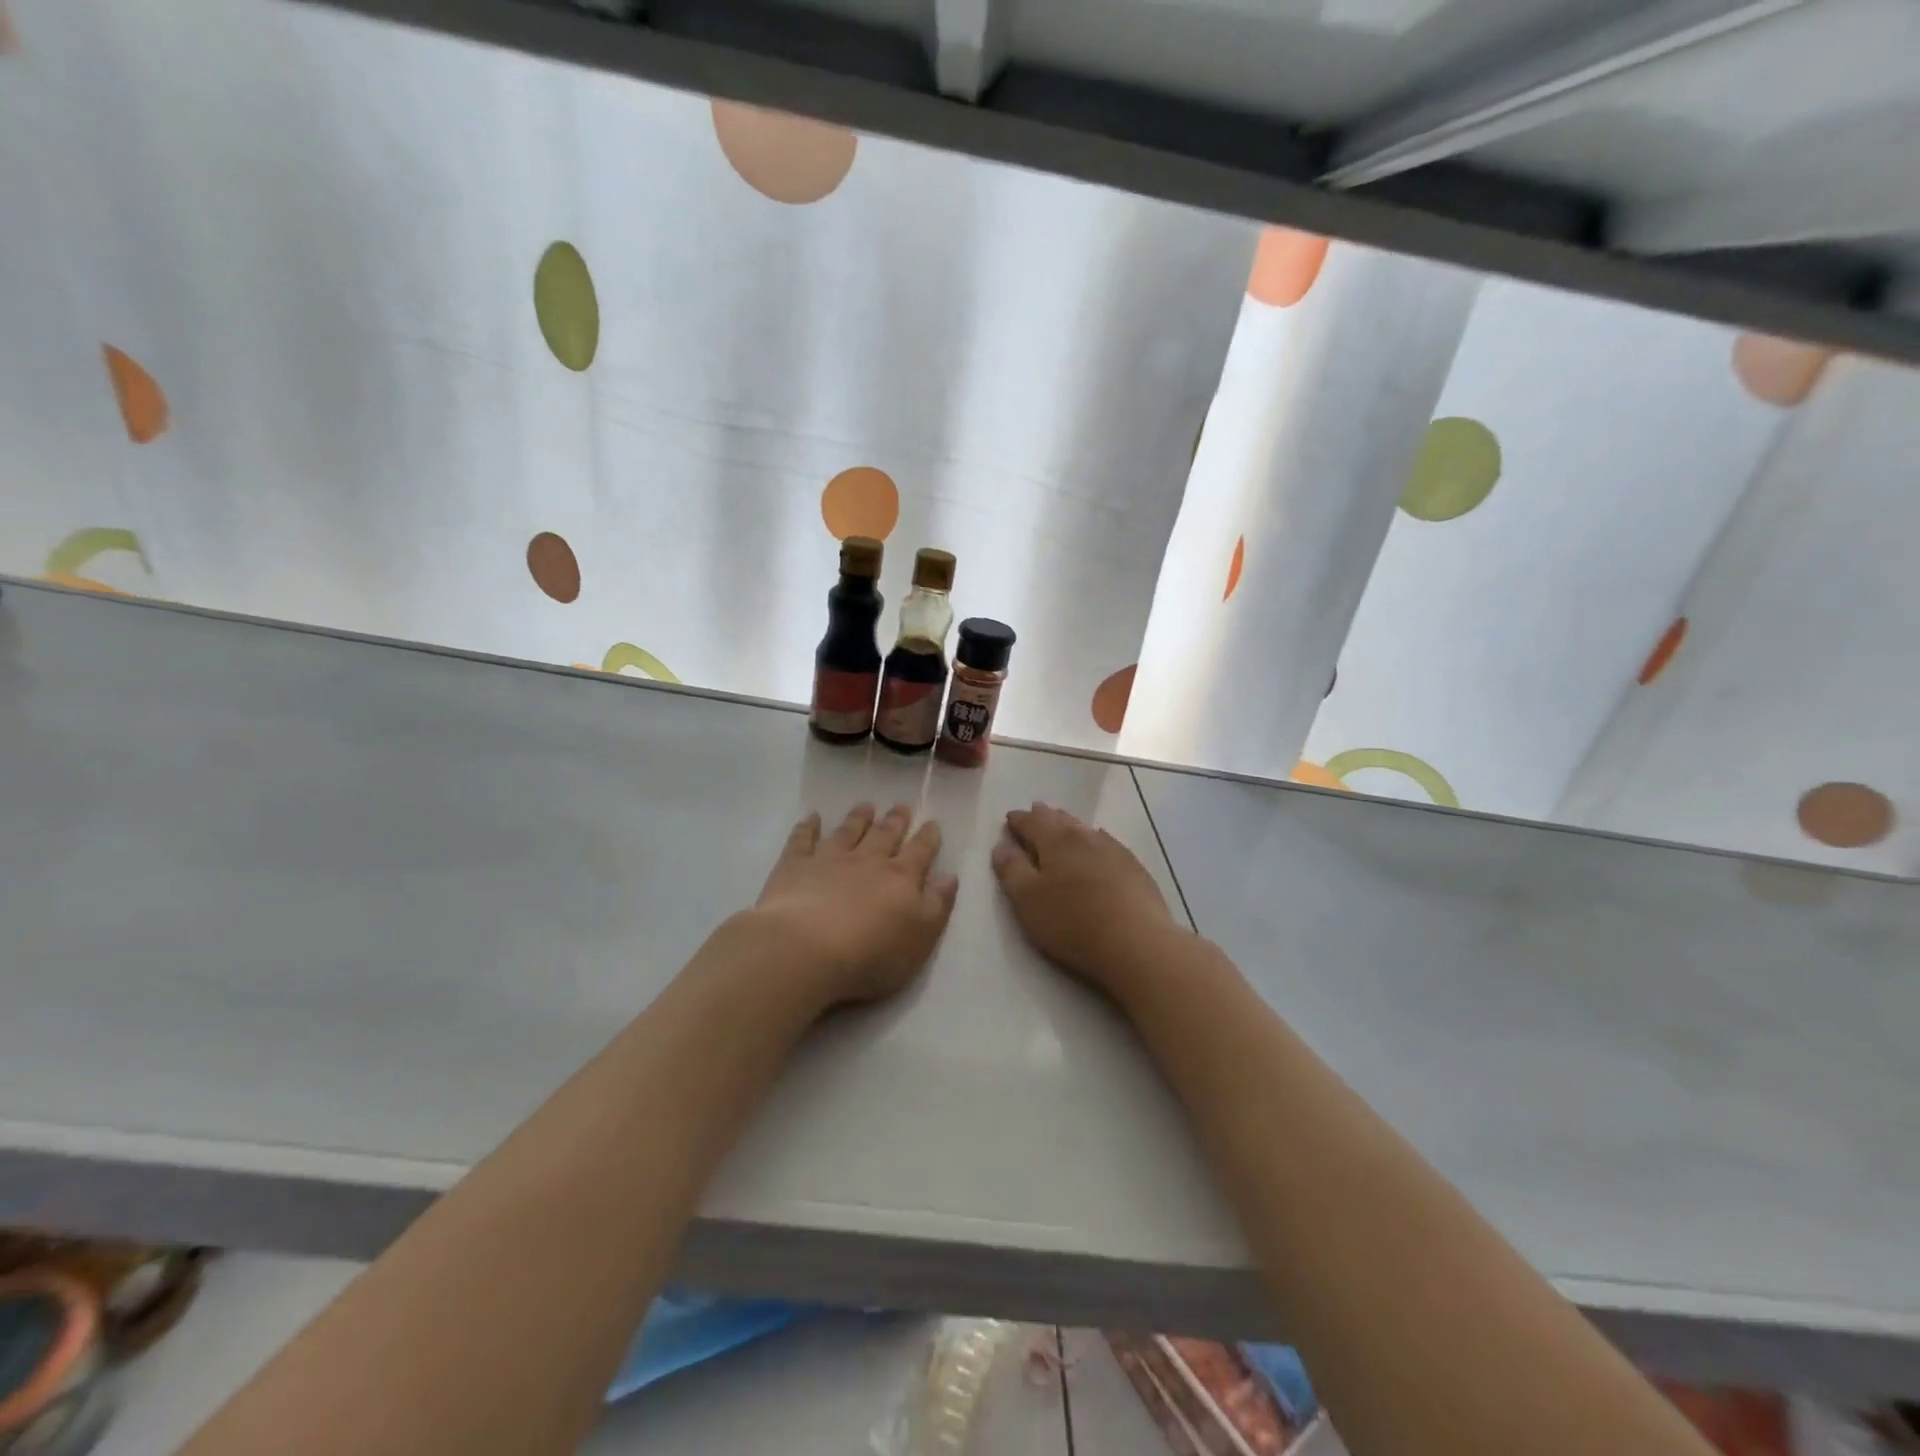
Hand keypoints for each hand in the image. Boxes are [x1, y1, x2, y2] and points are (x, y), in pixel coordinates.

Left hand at [747, 803, 958, 1010]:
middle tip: (901, 806)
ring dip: (858, 818)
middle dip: (895, 821)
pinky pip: (802, 840)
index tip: (932, 824)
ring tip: (866, 807)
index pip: (920, 852)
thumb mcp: (921, 937)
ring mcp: (829, 859)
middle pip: (885, 835)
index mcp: (901, 878)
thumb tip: (949, 876)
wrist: (806, 949)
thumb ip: (937, 905)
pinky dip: (807, 827)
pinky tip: (812, 817)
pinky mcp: (795, 866)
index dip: (928, 838)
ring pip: (848, 831)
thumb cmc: (871, 953)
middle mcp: (867, 861)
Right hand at [991, 803, 1187, 1000]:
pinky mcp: (1134, 868)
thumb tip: (1001, 846)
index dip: (1018, 820)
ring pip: (1085, 829)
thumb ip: (1011, 870)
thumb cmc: (1072, 922)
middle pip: (1060, 820)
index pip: (1032, 822)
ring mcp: (1114, 850)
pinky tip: (1098, 845)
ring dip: (1070, 825)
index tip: (1009, 818)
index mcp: (1056, 840)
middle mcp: (1085, 837)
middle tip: (1035, 812)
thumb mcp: (1027, 900)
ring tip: (1062, 824)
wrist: (1138, 943)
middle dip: (1044, 816)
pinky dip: (1094, 840)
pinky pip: (1107, 843)